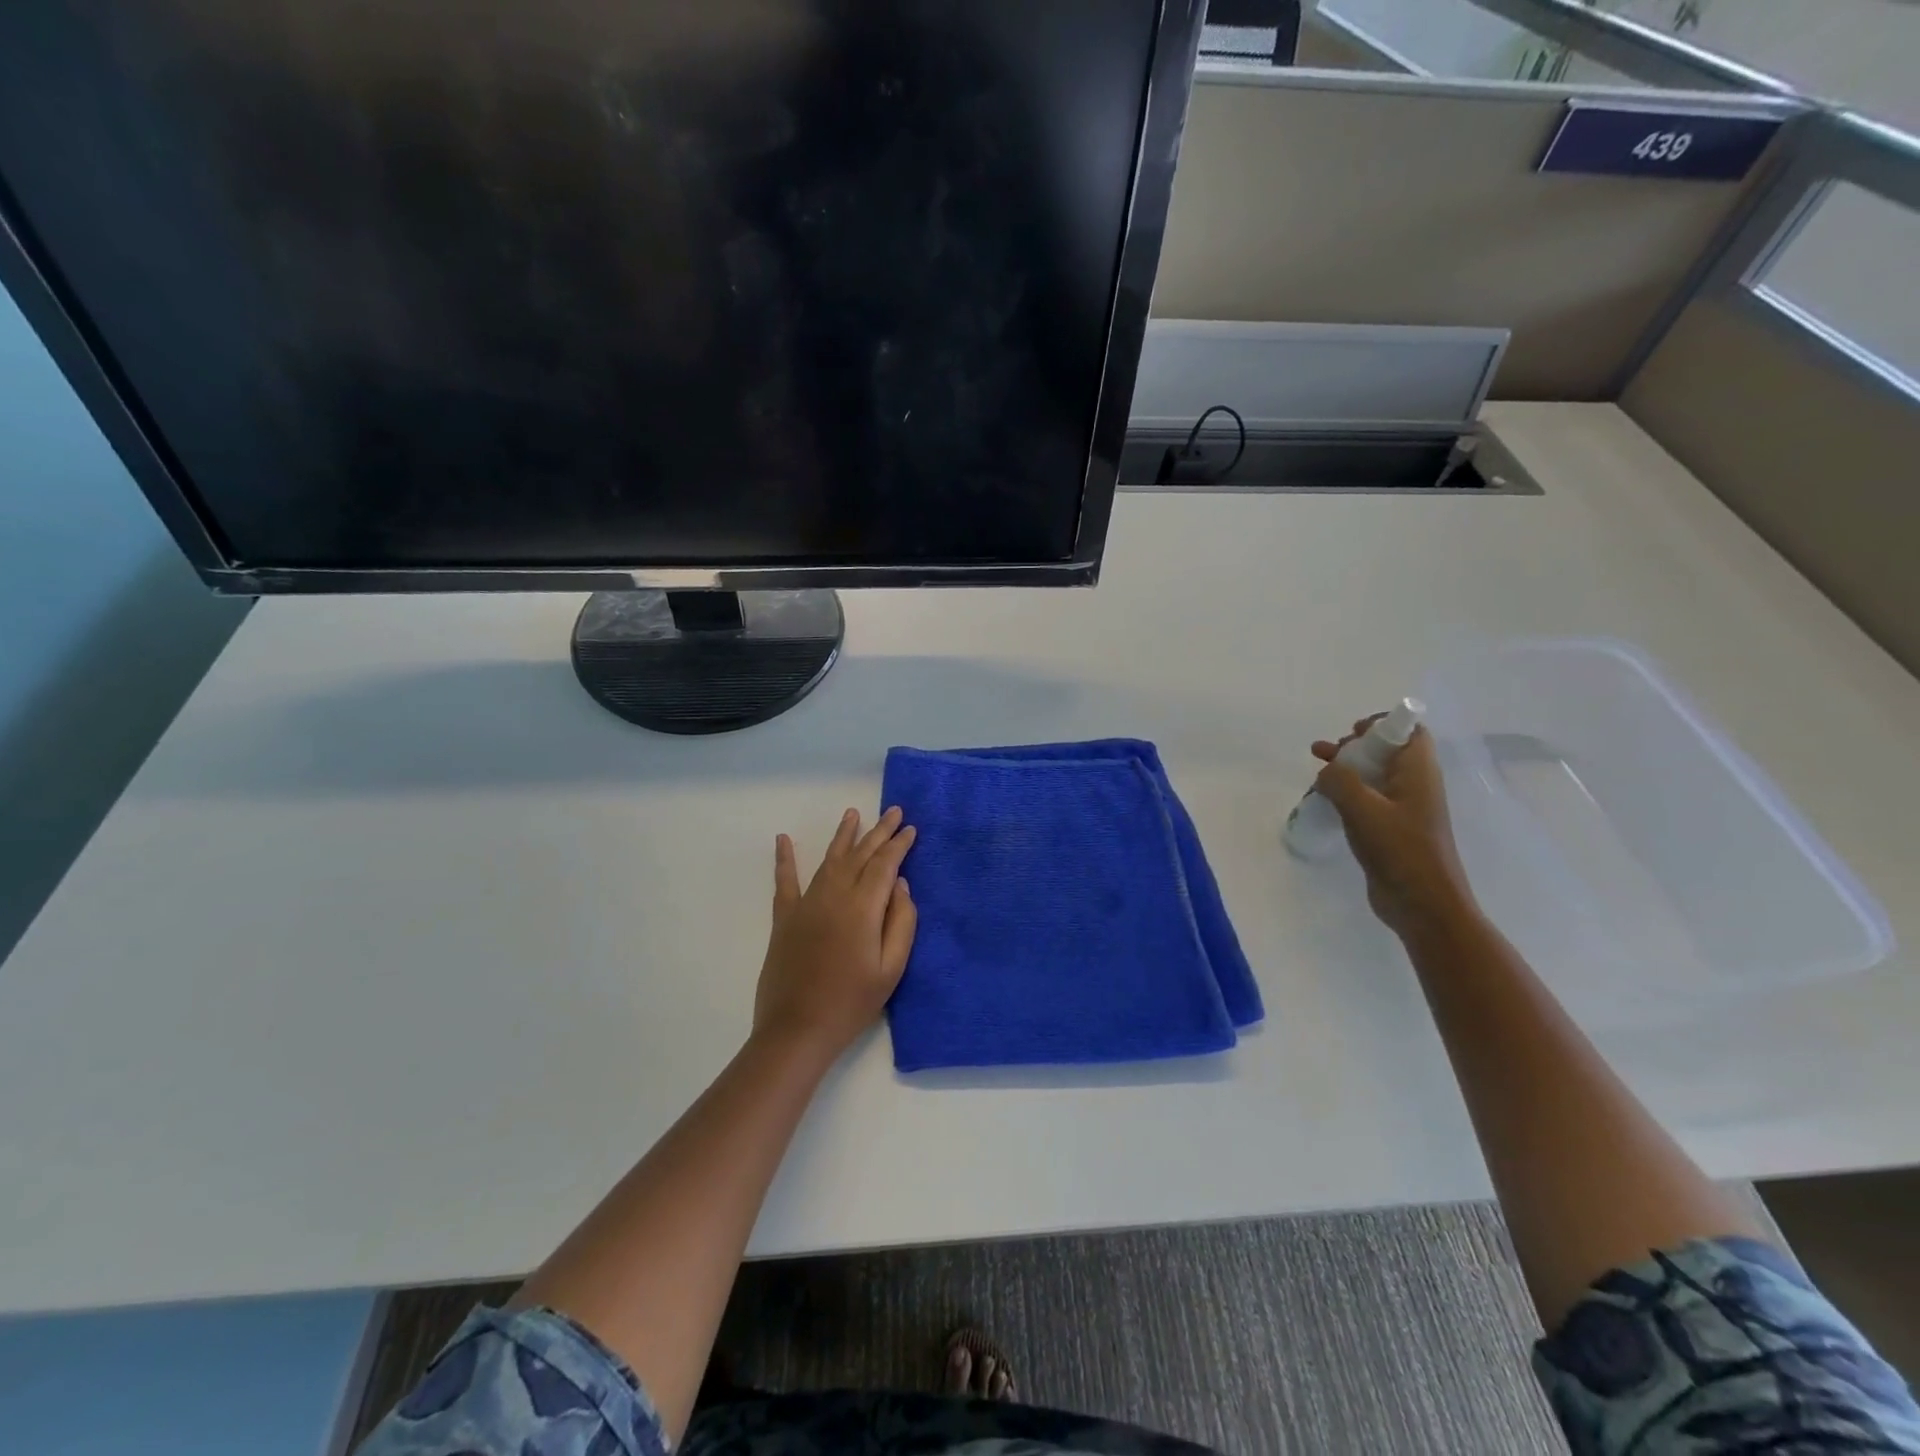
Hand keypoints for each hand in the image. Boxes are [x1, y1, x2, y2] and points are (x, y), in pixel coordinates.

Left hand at [753, 807, 917, 1060]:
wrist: (797, 1030)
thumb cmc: (852, 1003)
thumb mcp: (891, 969)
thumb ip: (901, 922)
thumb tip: (900, 884)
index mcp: (863, 908)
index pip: (885, 865)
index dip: (899, 845)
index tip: (911, 828)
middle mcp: (834, 895)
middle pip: (860, 855)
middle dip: (878, 832)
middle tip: (893, 811)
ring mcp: (806, 904)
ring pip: (829, 859)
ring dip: (843, 836)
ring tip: (853, 814)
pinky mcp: (785, 918)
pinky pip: (785, 881)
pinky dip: (784, 858)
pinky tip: (783, 839)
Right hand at [1312, 718, 1478, 941]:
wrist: (1423, 904)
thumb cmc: (1400, 850)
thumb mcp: (1363, 808)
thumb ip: (1340, 780)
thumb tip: (1327, 771)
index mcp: (1418, 773)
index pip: (1410, 732)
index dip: (1383, 724)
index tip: (1353, 732)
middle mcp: (1415, 786)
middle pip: (1387, 752)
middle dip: (1356, 746)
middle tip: (1328, 752)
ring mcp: (1404, 811)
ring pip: (1374, 777)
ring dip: (1347, 770)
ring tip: (1316, 769)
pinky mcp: (1392, 832)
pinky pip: (1368, 802)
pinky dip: (1347, 795)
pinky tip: (1324, 801)